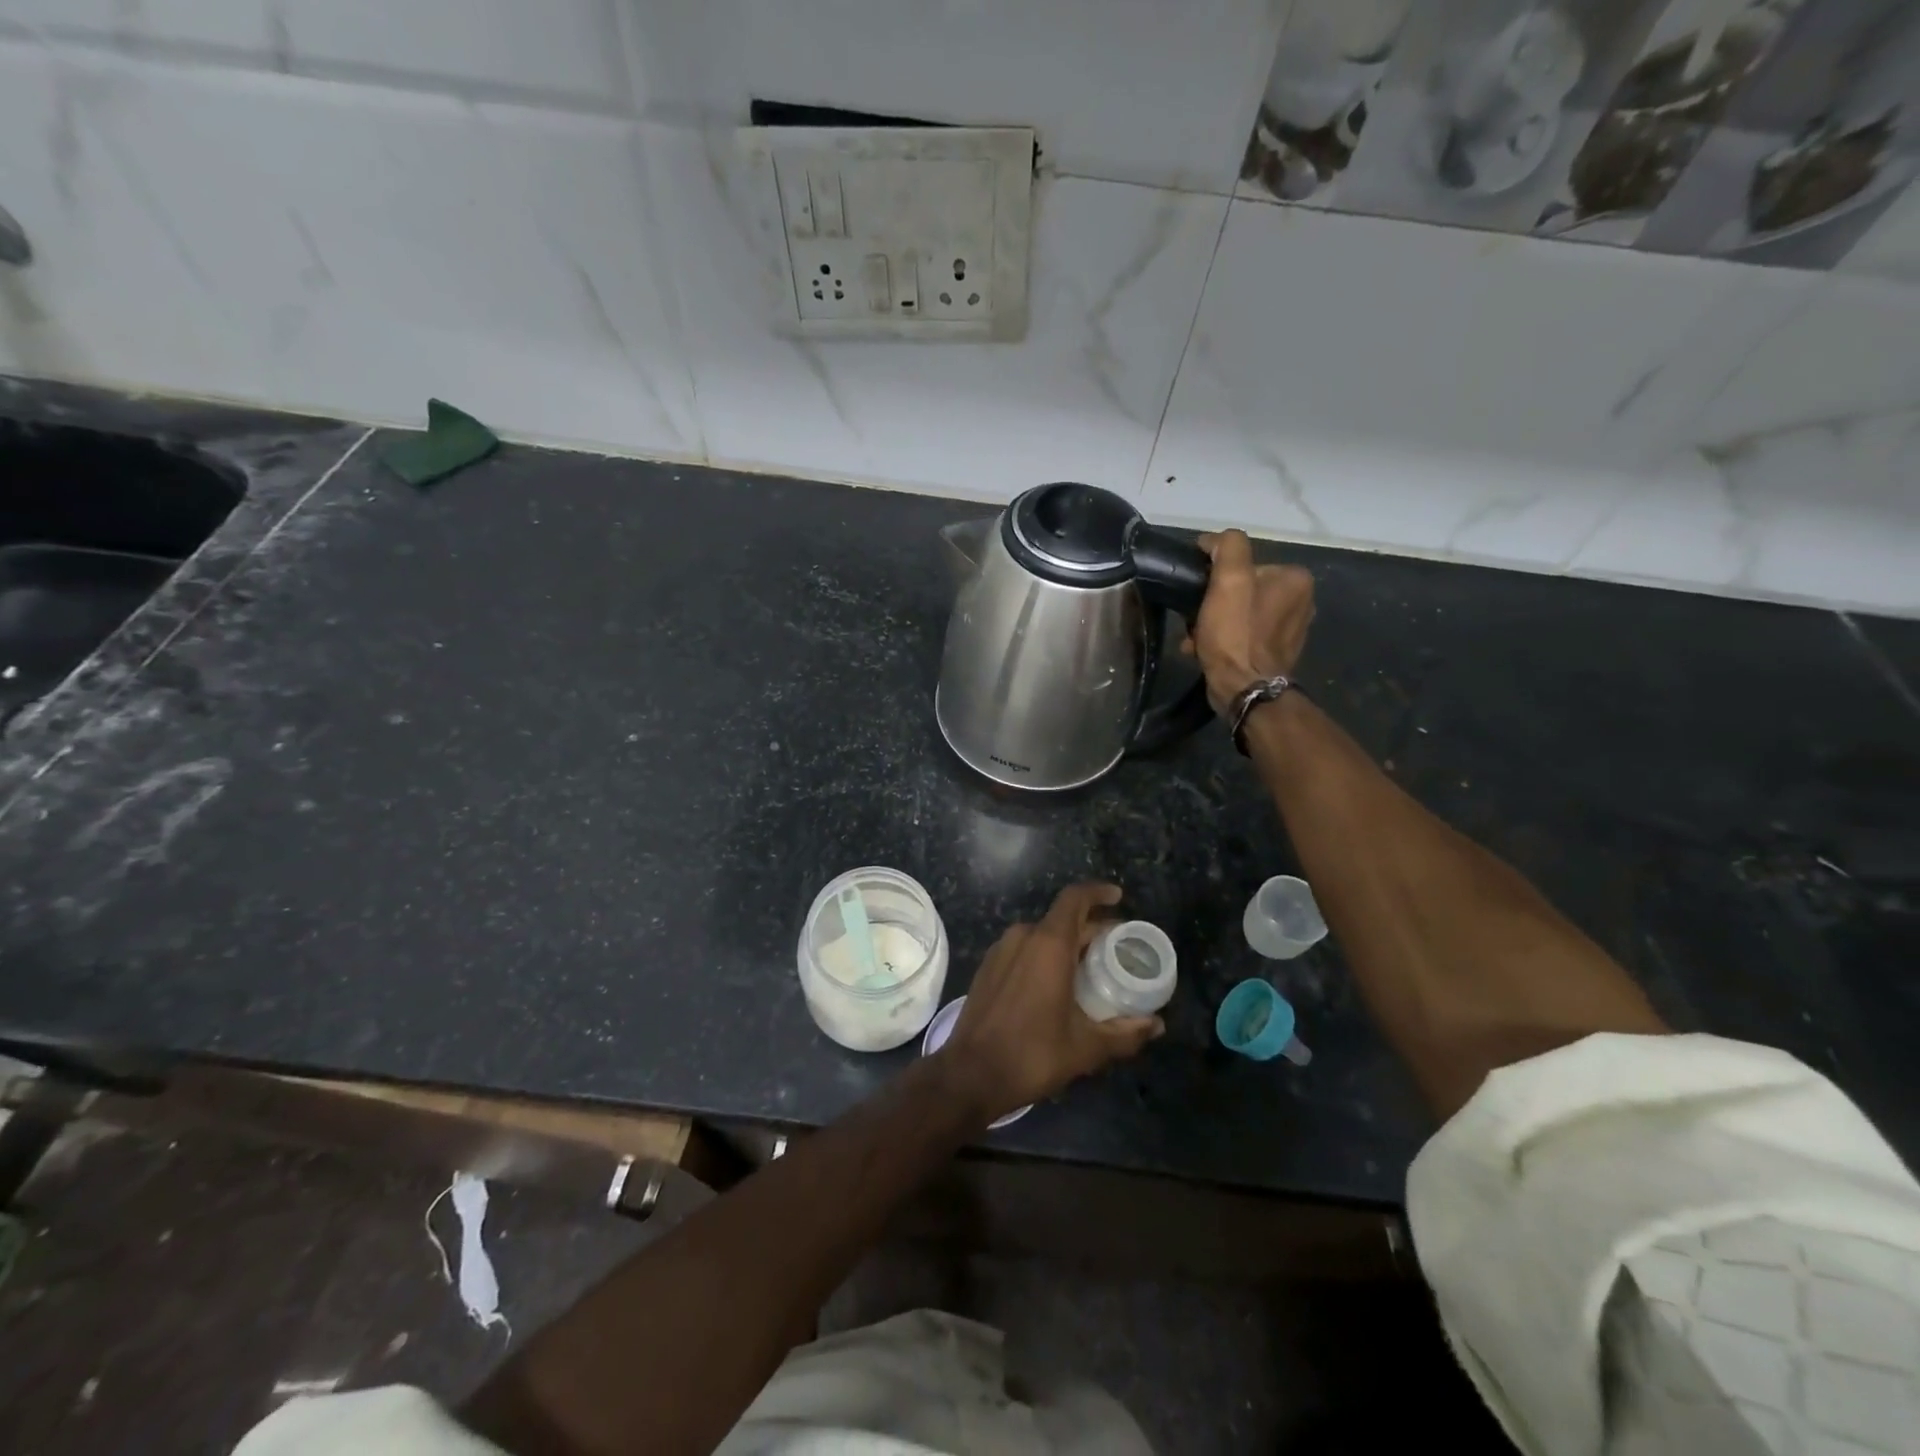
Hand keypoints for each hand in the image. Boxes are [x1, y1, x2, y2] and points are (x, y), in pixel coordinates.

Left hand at [939, 883, 1162, 1122]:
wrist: (969, 1074)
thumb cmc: (1031, 1054)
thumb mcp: (1086, 1048)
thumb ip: (1124, 1033)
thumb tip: (1156, 1025)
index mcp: (1048, 944)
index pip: (1074, 899)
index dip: (1097, 892)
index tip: (1118, 897)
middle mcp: (1023, 937)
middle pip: (1062, 919)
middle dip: (1092, 929)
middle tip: (1117, 949)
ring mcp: (1001, 951)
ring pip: (1042, 935)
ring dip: (1068, 944)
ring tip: (1092, 969)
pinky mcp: (988, 968)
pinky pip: (1024, 949)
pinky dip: (1046, 956)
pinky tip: (1059, 984)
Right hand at [1181, 530, 1314, 715]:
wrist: (1244, 690)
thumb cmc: (1236, 634)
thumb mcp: (1229, 580)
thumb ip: (1228, 547)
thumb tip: (1214, 540)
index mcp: (1295, 578)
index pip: (1246, 562)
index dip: (1216, 574)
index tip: (1197, 590)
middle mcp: (1301, 600)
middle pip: (1242, 589)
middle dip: (1214, 602)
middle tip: (1194, 617)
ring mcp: (1290, 629)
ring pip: (1240, 613)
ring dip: (1213, 622)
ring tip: (1195, 637)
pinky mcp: (1276, 653)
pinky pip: (1243, 635)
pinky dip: (1223, 639)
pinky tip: (1204, 650)